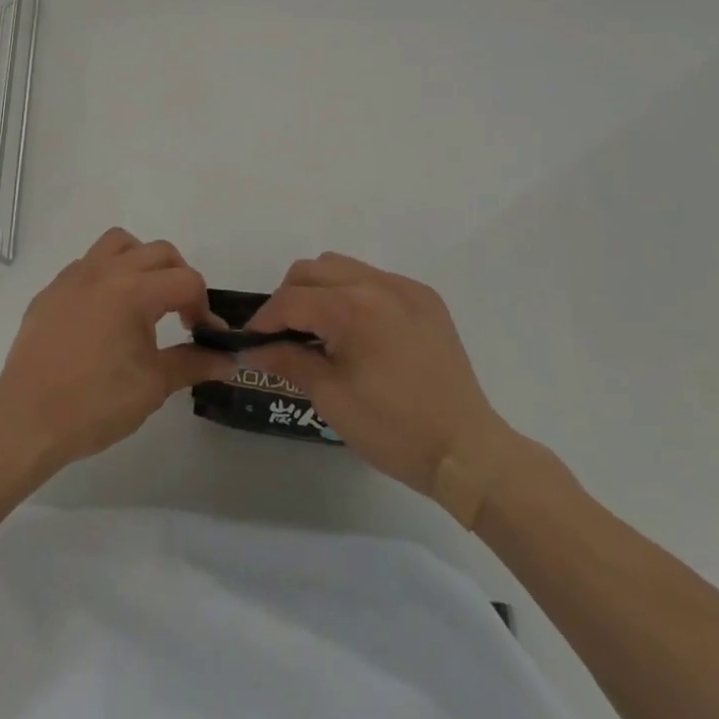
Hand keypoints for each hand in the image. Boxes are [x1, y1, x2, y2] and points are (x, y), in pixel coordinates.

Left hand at [0, 228, 237, 473]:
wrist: (27, 420)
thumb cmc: (95, 404)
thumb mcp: (153, 386)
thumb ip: (194, 364)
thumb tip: (230, 360)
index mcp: (134, 290)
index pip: (186, 280)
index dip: (204, 307)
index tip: (205, 336)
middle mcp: (105, 270)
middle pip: (158, 252)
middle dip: (179, 277)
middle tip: (181, 316)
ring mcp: (74, 276)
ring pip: (118, 243)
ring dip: (140, 261)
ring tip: (144, 299)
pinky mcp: (51, 290)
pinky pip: (87, 264)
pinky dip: (106, 275)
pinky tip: (104, 314)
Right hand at [245, 253, 520, 525]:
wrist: (467, 452)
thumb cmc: (393, 429)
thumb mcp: (331, 397)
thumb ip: (288, 361)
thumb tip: (252, 351)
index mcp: (352, 307)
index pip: (291, 300)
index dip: (265, 320)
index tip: (251, 342)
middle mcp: (377, 283)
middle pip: (312, 270)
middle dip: (290, 297)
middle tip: (285, 335)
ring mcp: (405, 288)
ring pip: (343, 267)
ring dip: (321, 290)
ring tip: (321, 330)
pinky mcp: (425, 299)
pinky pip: (376, 280)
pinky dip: (356, 295)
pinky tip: (361, 332)